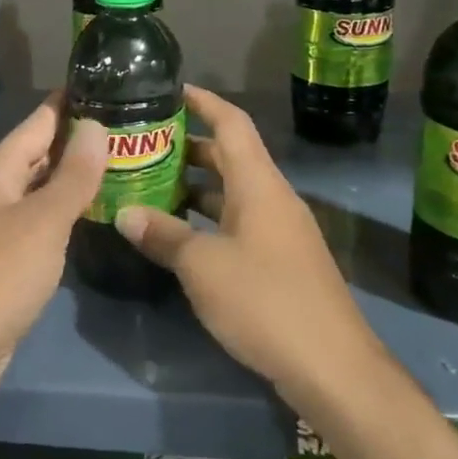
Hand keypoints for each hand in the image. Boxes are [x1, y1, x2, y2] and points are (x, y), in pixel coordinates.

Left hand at [0, 98, 107, 453]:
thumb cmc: (0, 275)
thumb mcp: (44, 221)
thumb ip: (73, 175)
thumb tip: (96, 126)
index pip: (40, 121)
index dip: (72, 103)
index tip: (112, 86)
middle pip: (40, 151)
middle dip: (80, 139)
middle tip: (131, 127)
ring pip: (42, 185)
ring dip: (76, 175)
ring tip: (124, 160)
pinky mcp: (7, 253)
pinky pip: (42, 217)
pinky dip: (67, 208)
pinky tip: (98, 208)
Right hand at [112, 86, 375, 417]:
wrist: (333, 368)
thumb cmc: (265, 301)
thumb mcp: (203, 266)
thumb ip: (163, 234)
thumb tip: (124, 213)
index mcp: (258, 184)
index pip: (231, 122)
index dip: (202, 101)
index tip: (169, 89)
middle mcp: (271, 198)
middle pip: (229, 155)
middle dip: (188, 144)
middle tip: (144, 142)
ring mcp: (279, 230)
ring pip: (232, 190)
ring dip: (195, 184)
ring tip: (150, 183)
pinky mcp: (280, 261)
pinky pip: (238, 221)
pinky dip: (208, 217)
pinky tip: (179, 233)